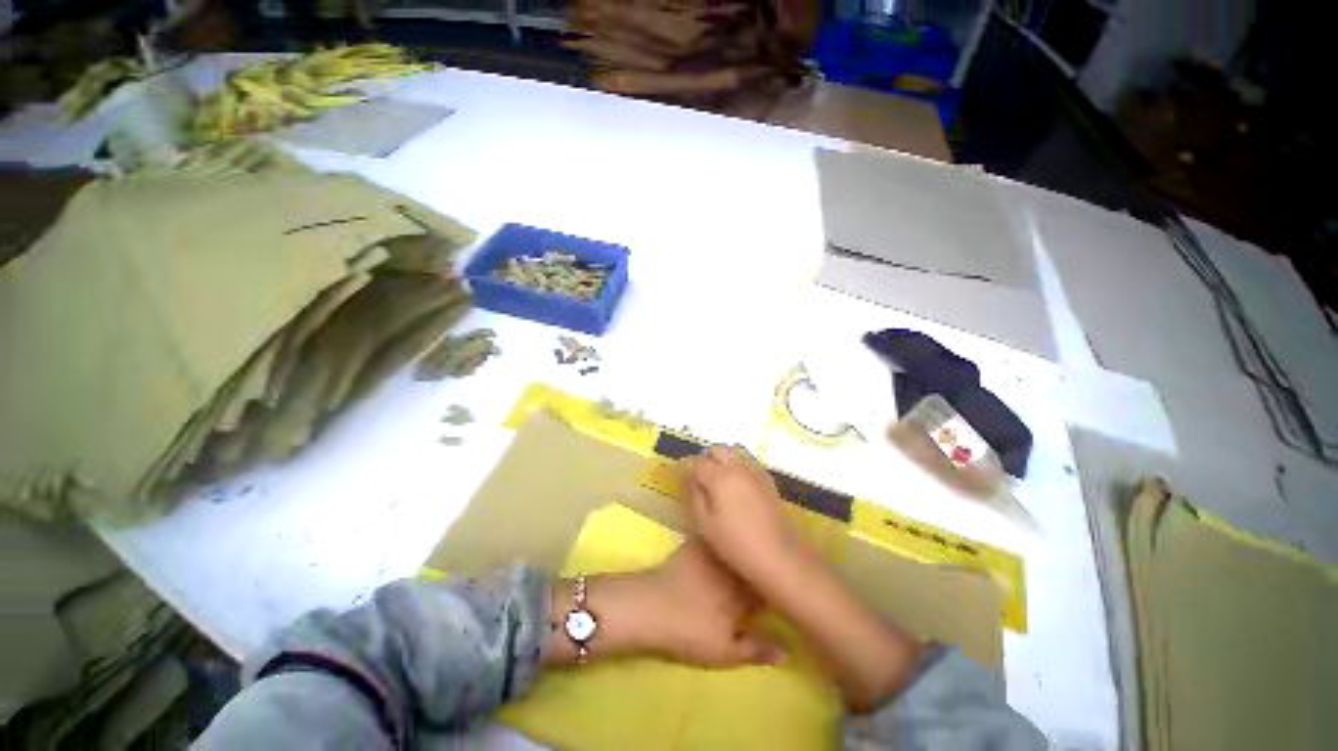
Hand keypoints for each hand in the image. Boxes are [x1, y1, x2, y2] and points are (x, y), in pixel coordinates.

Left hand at [641, 539, 783, 666]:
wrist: (652, 605)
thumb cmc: (690, 631)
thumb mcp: (725, 651)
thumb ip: (757, 648)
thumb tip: (788, 650)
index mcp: (744, 591)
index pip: (766, 587)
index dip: (771, 590)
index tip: (772, 594)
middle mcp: (733, 567)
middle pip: (751, 565)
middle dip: (755, 569)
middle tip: (754, 578)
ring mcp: (712, 551)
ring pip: (734, 550)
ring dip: (738, 554)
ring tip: (737, 560)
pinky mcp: (694, 543)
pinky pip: (713, 540)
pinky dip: (718, 543)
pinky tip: (715, 545)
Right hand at [681, 446, 798, 587]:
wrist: (777, 555)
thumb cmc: (736, 543)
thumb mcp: (705, 525)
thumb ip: (696, 496)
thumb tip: (693, 479)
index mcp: (719, 477)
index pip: (697, 462)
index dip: (686, 466)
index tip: (681, 474)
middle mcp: (737, 467)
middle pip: (717, 450)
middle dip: (705, 457)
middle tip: (699, 473)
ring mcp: (755, 471)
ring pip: (734, 451)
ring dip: (722, 457)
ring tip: (716, 474)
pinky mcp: (767, 478)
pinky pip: (748, 460)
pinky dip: (737, 463)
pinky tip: (735, 480)